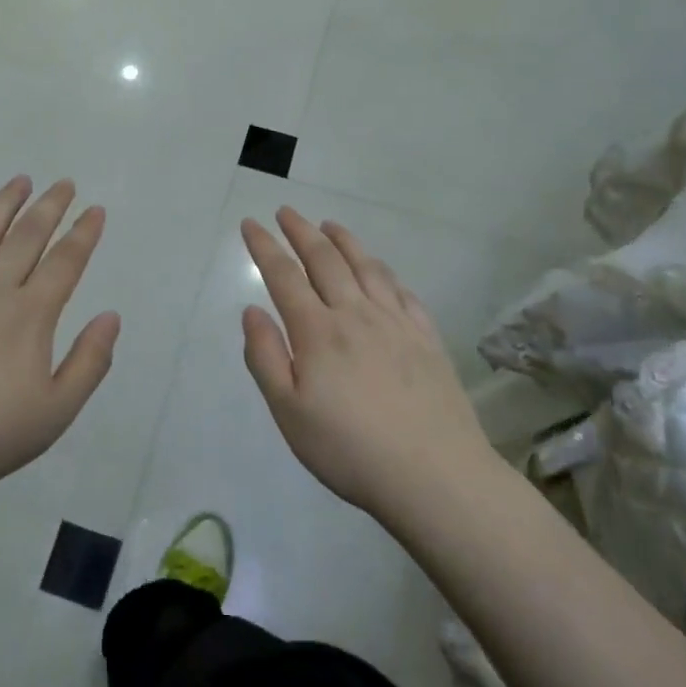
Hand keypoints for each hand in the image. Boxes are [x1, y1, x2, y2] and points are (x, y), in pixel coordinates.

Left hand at [0, 176, 119, 510]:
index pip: (65, 262)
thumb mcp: (55, 412)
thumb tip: (111, 316)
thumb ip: (90, 361)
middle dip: (49, 207)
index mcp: (28, 315)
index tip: (95, 209)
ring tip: (19, 181)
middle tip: (63, 183)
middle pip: (26, 236)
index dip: (84, 233)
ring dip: (2, 205)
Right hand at [241, 208, 495, 518]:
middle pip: (324, 260)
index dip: (264, 247)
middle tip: (286, 212)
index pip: (284, 276)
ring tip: (329, 225)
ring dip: (343, 241)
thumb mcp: (289, 412)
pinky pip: (401, 290)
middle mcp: (355, 314)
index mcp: (317, 331)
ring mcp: (396, 322)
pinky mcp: (427, 337)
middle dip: (300, 231)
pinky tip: (379, 269)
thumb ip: (265, 357)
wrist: (435, 475)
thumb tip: (251, 310)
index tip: (250, 223)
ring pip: (365, 267)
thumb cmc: (349, 449)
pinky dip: (383, 270)